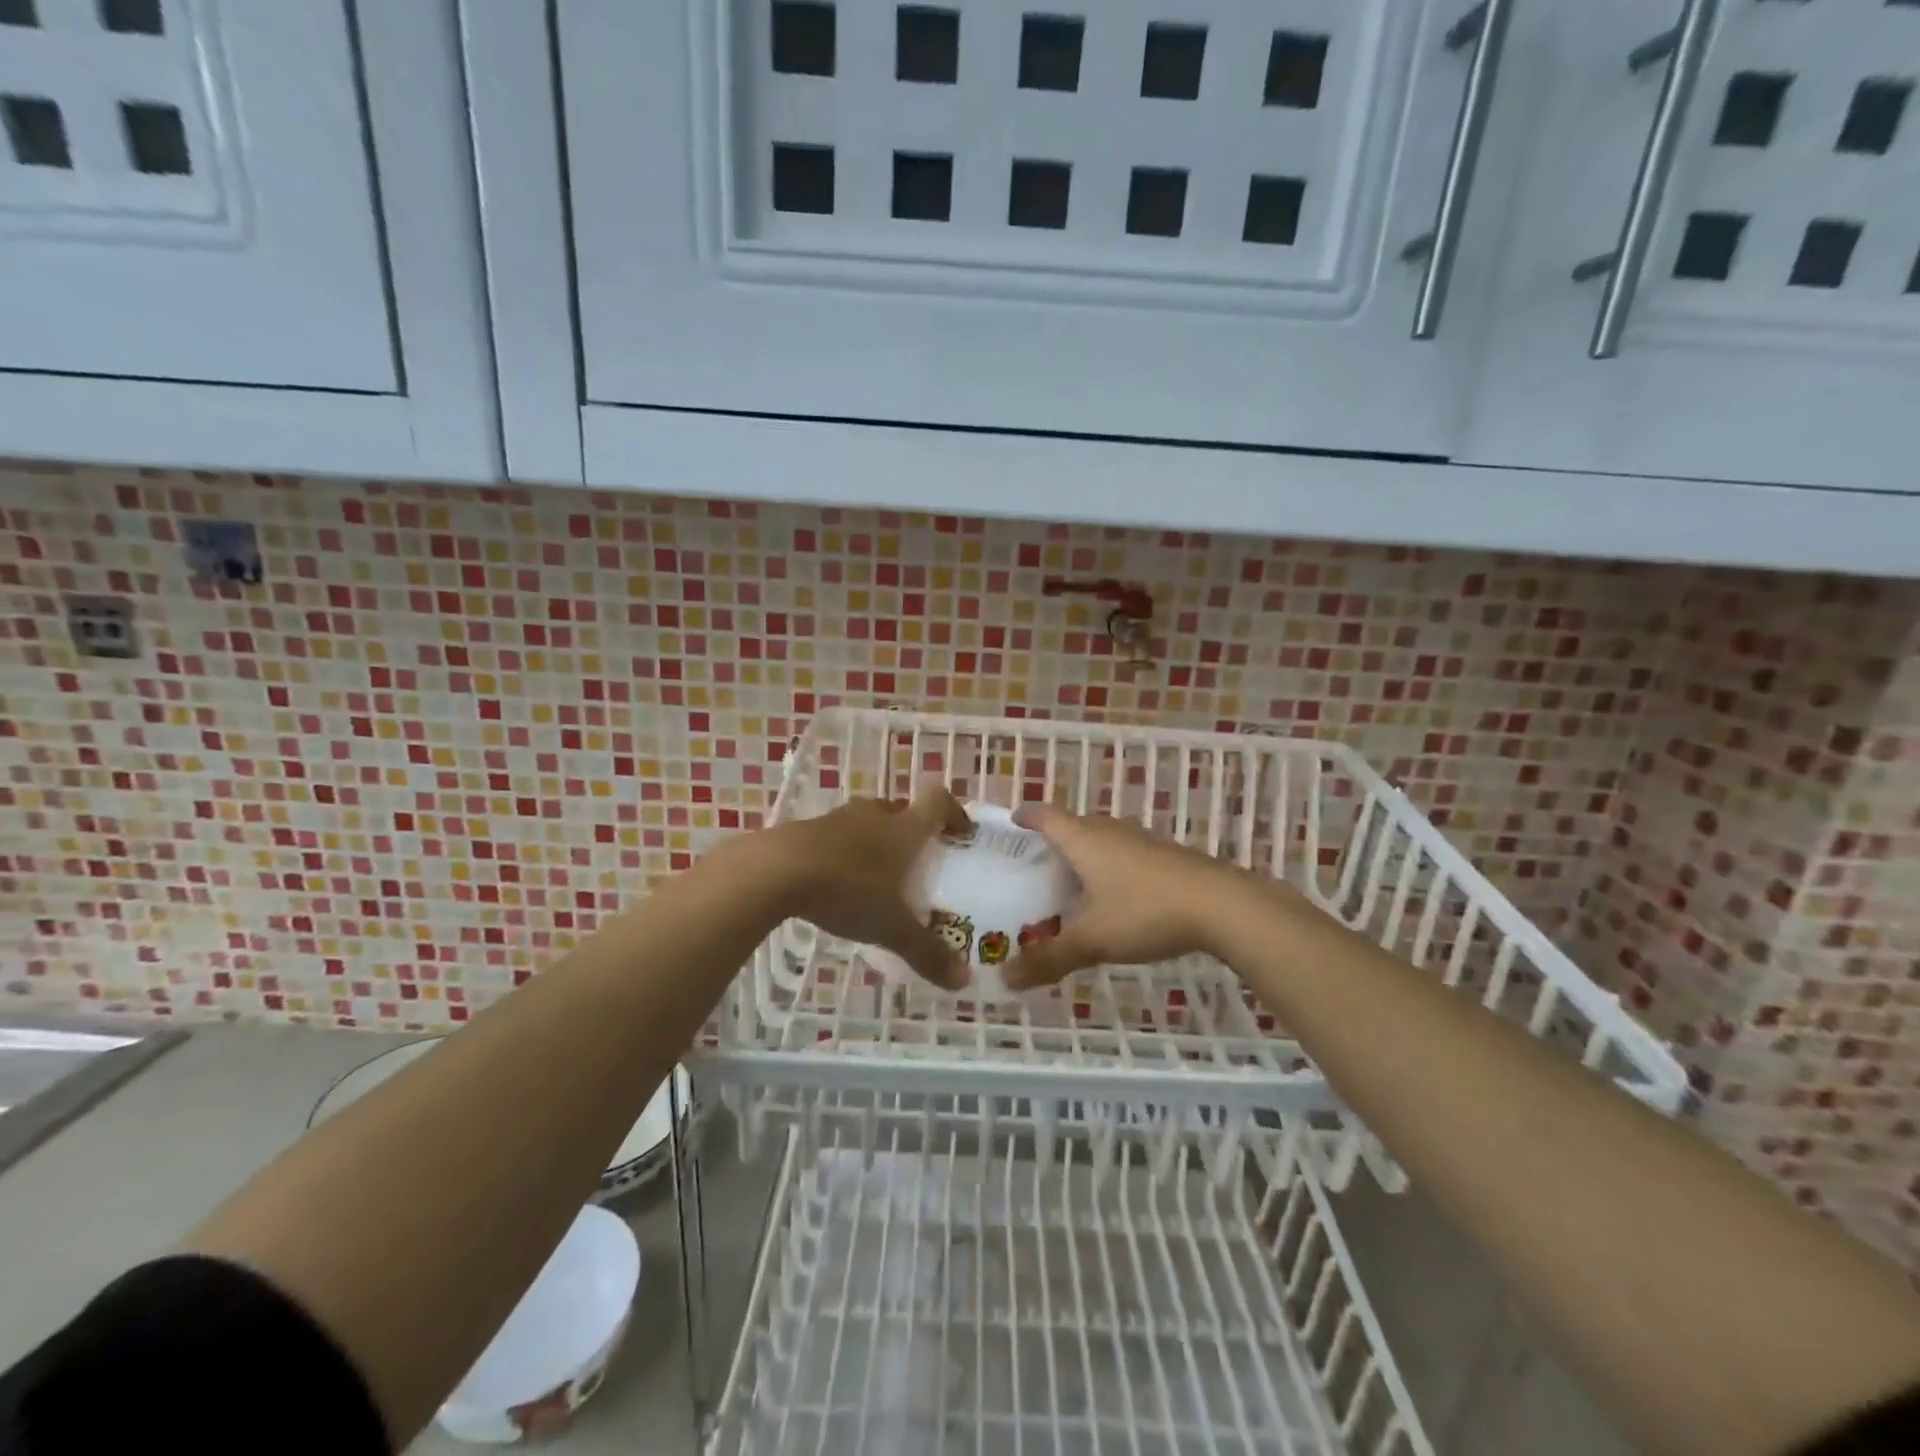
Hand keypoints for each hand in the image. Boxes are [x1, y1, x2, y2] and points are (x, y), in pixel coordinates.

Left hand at [771, 783, 971, 990]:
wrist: (776, 870)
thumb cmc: (848, 890)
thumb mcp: (892, 928)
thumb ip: (928, 952)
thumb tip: (964, 981)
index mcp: (905, 828)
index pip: (938, 800)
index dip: (954, 813)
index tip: (961, 834)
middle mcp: (875, 814)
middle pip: (903, 810)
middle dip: (914, 832)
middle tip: (919, 863)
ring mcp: (839, 819)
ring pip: (869, 822)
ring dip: (878, 841)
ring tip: (879, 876)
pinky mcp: (808, 829)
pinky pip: (838, 835)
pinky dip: (846, 852)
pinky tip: (839, 883)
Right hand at [1002, 804, 1245, 990]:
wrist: (1222, 905)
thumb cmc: (1145, 911)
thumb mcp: (1093, 940)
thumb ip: (1049, 958)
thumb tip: (1004, 979)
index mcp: (1084, 839)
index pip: (1046, 816)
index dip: (1027, 816)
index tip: (1012, 820)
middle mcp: (1110, 831)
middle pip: (1073, 825)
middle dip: (1053, 839)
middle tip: (1035, 863)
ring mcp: (1141, 840)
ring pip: (1102, 839)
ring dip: (1084, 853)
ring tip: (1070, 880)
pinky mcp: (1165, 856)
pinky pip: (1124, 853)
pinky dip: (1109, 866)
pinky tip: (1114, 895)